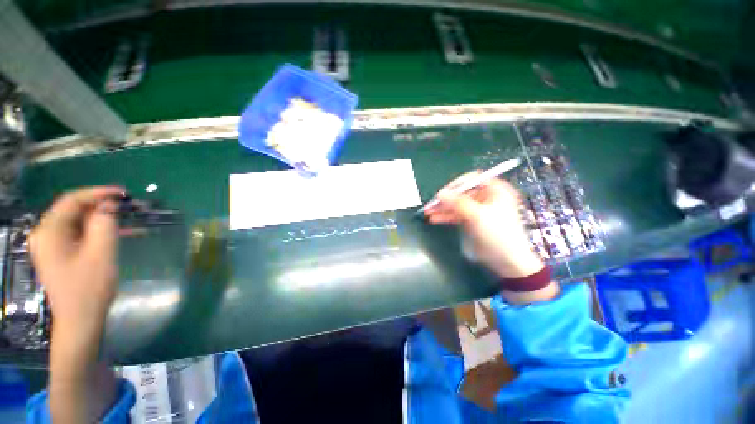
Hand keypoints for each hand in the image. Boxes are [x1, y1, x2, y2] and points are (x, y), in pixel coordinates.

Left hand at [30, 187, 121, 330]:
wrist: (80, 320)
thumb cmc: (89, 287)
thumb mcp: (101, 252)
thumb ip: (104, 223)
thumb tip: (109, 204)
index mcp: (49, 232)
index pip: (72, 201)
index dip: (97, 193)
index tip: (123, 193)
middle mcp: (45, 235)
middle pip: (73, 211)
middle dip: (101, 207)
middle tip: (127, 206)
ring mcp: (50, 246)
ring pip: (78, 223)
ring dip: (102, 220)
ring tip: (128, 220)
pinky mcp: (59, 254)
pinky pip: (79, 235)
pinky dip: (97, 232)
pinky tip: (119, 234)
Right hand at [424, 173, 544, 279]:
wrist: (507, 261)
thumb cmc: (498, 234)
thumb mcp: (478, 216)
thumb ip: (458, 203)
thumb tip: (440, 194)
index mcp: (495, 190)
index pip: (472, 179)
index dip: (456, 184)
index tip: (442, 192)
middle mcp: (486, 197)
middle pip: (462, 193)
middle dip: (446, 199)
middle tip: (431, 204)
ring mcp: (478, 210)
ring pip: (457, 205)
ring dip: (443, 208)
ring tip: (429, 212)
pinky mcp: (473, 221)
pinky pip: (457, 215)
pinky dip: (446, 217)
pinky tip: (435, 219)